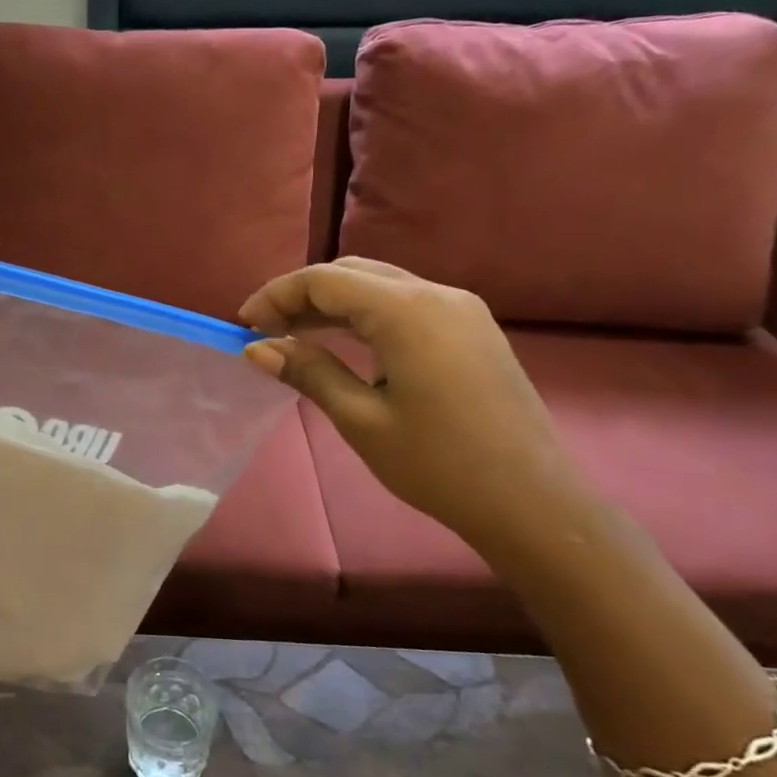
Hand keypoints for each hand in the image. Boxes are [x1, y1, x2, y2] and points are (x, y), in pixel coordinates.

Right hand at [239, 258, 592, 549]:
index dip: (277, 295)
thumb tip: (257, 348)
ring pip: (380, 286)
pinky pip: (406, 304)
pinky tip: (343, 343)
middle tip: (266, 329)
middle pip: (353, 273)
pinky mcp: (472, 329)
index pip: (326, 280)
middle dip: (303, 294)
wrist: (532, 503)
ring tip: (294, 335)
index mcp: (408, 312)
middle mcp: (437, 295)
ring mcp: (461, 309)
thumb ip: (308, 372)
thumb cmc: (439, 465)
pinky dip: (365, 315)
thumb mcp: (361, 419)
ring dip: (333, 304)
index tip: (244, 323)